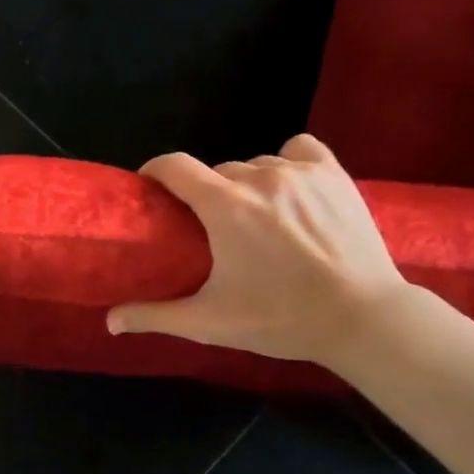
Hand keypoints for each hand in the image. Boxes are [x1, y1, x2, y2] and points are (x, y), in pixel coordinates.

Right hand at [106, 135, 411, 368]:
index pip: (174, 166)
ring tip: (257, 216)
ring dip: (246, 184)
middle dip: (206, 193)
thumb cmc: (281, 319)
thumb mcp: (210, 322)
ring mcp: (300, 173)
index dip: (156, 171)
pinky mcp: (334, 174)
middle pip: (216, 171)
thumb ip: (155, 316)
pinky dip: (288, 163)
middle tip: (212, 227)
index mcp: (224, 206)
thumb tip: (109, 321)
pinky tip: (291, 187)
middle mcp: (259, 178)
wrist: (364, 319)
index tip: (152, 188)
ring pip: (255, 164)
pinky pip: (299, 151)